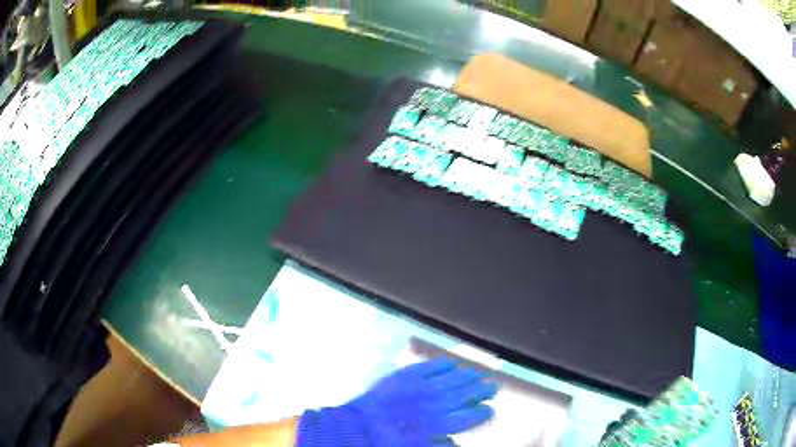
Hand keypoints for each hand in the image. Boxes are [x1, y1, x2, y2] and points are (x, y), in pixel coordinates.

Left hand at [297, 359, 498, 445]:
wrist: (354, 426)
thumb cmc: (383, 443)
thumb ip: (438, 446)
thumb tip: (457, 443)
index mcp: (435, 424)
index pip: (467, 417)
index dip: (482, 413)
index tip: (491, 410)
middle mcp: (431, 403)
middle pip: (463, 395)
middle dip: (480, 391)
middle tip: (494, 386)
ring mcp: (417, 387)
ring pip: (450, 379)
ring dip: (467, 376)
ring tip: (480, 373)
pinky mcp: (403, 376)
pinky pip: (427, 367)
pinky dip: (442, 364)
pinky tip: (452, 363)